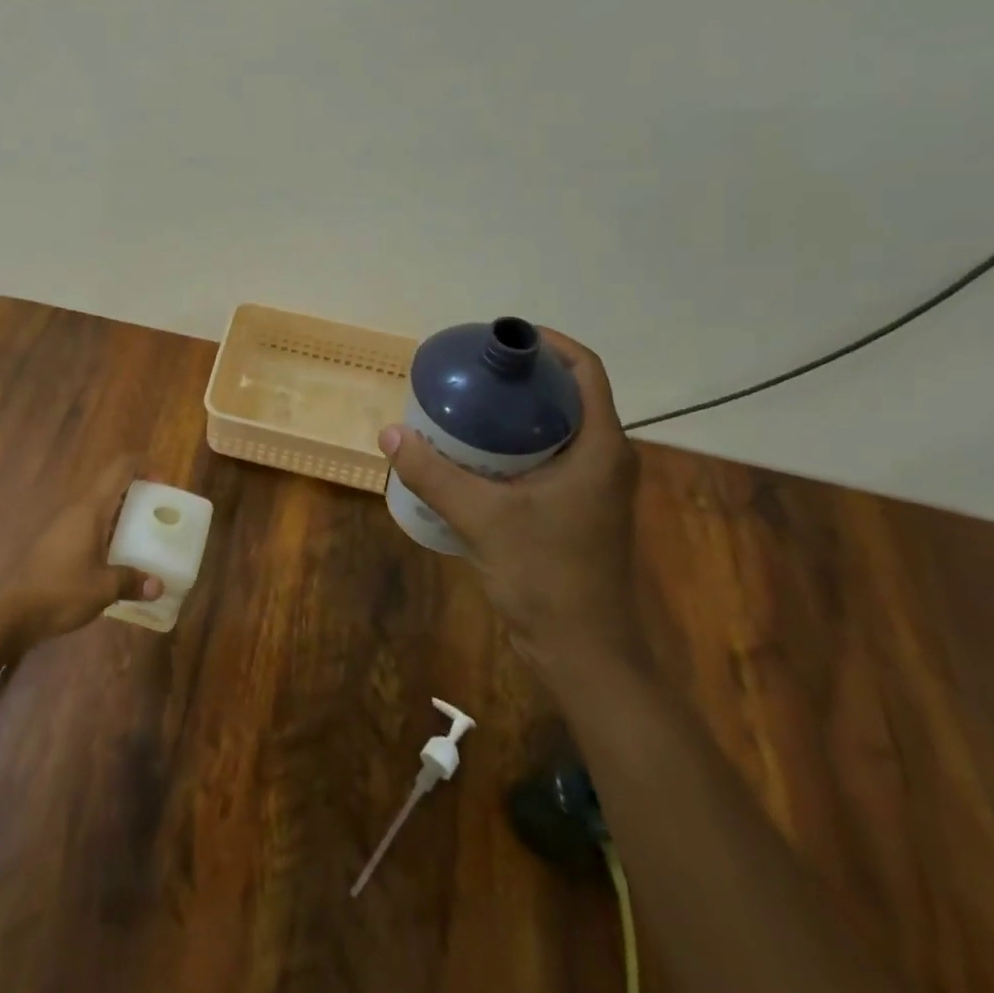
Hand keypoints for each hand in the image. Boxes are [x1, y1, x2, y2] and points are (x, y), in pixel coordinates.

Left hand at [0, 455, 162, 648]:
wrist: (9, 611)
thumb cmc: (60, 591)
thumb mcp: (103, 589)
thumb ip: (132, 581)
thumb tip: (158, 585)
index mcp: (90, 509)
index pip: (119, 469)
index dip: (142, 466)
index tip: (163, 482)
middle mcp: (76, 510)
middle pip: (110, 486)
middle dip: (136, 493)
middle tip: (159, 513)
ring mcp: (63, 526)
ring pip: (99, 508)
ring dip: (121, 514)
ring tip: (144, 536)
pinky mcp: (55, 544)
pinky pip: (89, 526)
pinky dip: (107, 532)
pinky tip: (117, 558)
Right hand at [380, 328, 643, 680]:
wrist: (583, 652)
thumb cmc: (547, 576)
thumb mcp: (483, 518)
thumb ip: (434, 474)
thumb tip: (389, 433)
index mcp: (601, 448)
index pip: (586, 370)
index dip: (549, 343)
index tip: (501, 339)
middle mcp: (604, 459)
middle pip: (567, 395)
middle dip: (521, 377)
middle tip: (470, 372)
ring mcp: (592, 487)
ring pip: (555, 428)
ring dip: (514, 412)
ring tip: (465, 405)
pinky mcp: (575, 510)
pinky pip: (546, 457)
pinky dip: (512, 445)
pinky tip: (471, 454)